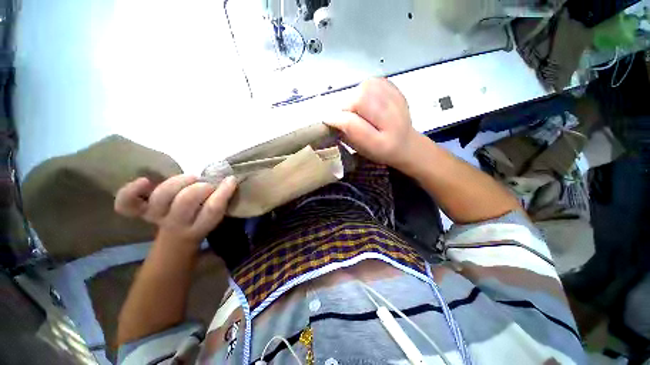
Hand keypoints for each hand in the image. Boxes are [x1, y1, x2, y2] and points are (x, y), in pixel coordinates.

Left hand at [115, 174, 236, 247]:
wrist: (177, 235)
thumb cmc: (202, 221)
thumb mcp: (216, 217)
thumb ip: (220, 200)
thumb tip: (228, 180)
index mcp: (199, 227)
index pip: (212, 209)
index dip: (222, 192)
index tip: (230, 180)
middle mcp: (176, 223)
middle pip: (186, 201)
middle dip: (200, 187)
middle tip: (207, 185)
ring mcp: (156, 216)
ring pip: (163, 196)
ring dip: (179, 182)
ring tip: (191, 178)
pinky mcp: (141, 211)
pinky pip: (128, 204)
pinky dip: (131, 192)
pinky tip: (145, 182)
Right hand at [325, 78, 420, 169]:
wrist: (406, 144)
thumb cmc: (379, 151)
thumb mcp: (361, 150)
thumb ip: (346, 135)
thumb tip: (332, 118)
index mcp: (380, 143)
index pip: (352, 123)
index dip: (337, 119)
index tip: (328, 120)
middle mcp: (391, 121)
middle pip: (359, 99)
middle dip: (346, 106)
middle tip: (347, 115)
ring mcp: (397, 103)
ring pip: (366, 87)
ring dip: (356, 96)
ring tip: (358, 108)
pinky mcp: (398, 91)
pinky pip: (375, 81)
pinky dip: (366, 88)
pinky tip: (368, 100)